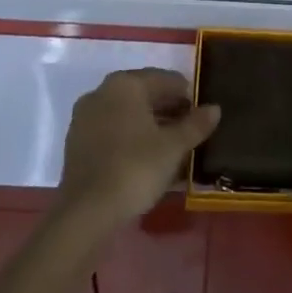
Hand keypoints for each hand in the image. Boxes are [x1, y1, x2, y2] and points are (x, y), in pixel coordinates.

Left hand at [58, 68, 219, 231]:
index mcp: (125, 83)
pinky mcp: (76, 143)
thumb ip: (195, 124)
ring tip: (171, 145)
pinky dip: (130, 137)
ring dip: (149, 124)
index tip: (201, 113)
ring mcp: (85, 117)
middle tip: (189, 129)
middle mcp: (102, 91)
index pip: (164, 79)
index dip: (186, 95)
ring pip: (126, 113)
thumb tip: (214, 108)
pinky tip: (145, 156)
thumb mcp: (173, 147)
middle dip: (167, 109)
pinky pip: (111, 130)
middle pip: (143, 94)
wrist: (86, 213)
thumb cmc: (135, 168)